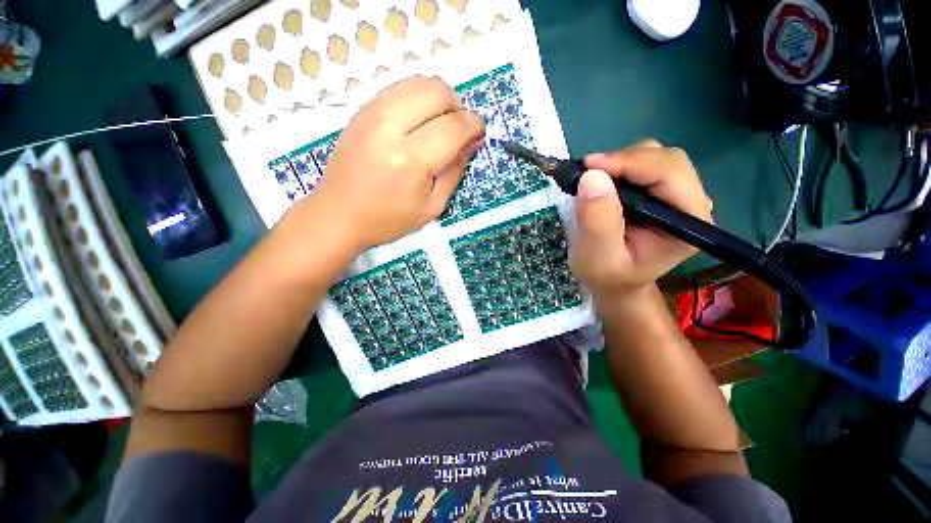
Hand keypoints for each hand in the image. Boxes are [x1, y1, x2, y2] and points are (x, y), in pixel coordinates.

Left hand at [304, 76, 484, 250]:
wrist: (338, 214)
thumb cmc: (389, 219)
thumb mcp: (432, 206)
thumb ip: (455, 171)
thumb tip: (472, 141)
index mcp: (411, 160)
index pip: (455, 125)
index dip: (474, 125)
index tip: (479, 134)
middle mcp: (391, 127)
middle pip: (438, 91)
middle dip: (458, 107)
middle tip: (458, 131)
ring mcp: (372, 113)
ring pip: (419, 81)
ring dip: (439, 99)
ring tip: (440, 125)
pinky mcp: (362, 109)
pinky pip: (400, 87)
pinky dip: (418, 98)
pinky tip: (418, 122)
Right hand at [570, 140, 713, 303]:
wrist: (613, 282)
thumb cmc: (608, 276)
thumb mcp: (598, 259)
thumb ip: (598, 223)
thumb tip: (592, 177)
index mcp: (689, 222)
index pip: (669, 174)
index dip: (630, 163)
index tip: (590, 167)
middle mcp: (690, 204)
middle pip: (665, 159)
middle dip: (623, 161)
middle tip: (587, 174)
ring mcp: (676, 196)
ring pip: (654, 156)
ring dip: (619, 163)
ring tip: (593, 182)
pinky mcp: (659, 192)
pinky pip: (641, 164)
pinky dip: (617, 167)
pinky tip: (601, 183)